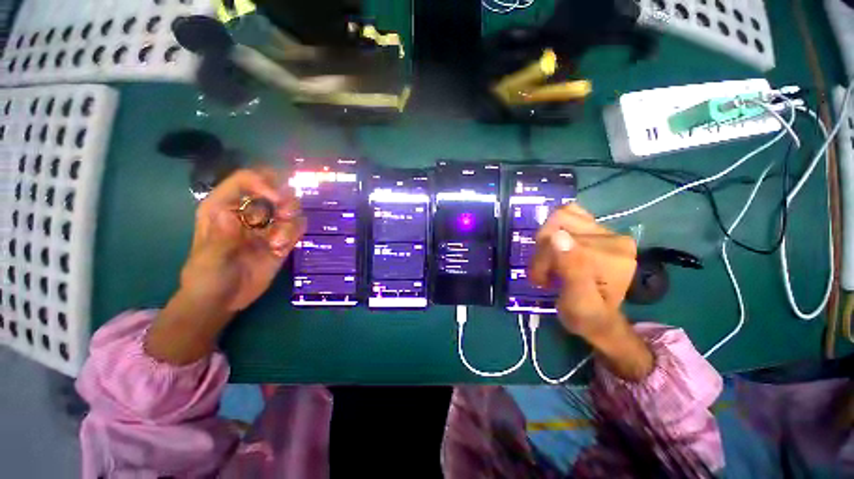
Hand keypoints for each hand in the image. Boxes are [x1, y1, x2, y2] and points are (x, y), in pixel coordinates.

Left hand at [180, 169, 305, 312]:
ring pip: (289, 207)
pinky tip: (282, 248)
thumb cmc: (206, 278)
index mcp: (224, 207)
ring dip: (291, 219)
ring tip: (279, 240)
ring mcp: (267, 226)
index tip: (276, 199)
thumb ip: (220, 239)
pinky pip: (296, 227)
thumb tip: (230, 215)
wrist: (222, 300)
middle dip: (285, 198)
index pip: (246, 180)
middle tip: (286, 214)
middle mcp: (249, 212)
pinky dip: (294, 233)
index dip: (263, 182)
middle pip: (274, 189)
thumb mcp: (208, 260)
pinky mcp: (281, 240)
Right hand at [530, 204, 652, 380]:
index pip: (560, 236)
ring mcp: (606, 230)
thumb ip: (572, 270)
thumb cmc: (586, 316)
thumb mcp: (577, 302)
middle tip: (543, 275)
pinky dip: (555, 230)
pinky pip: (570, 214)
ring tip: (549, 262)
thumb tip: (557, 236)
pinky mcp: (598, 229)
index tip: (540, 280)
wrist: (599, 319)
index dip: (542, 258)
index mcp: (612, 255)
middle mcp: (614, 236)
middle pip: (559, 223)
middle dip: (542, 250)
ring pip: (560, 216)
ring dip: (546, 241)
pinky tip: (556, 249)